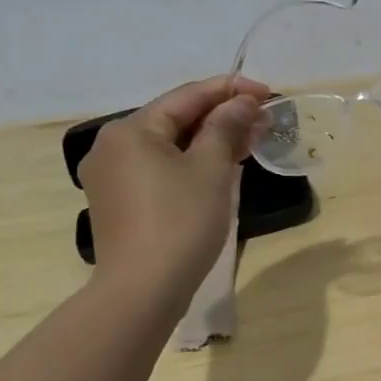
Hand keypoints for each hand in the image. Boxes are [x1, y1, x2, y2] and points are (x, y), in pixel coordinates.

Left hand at [78, 76, 269, 300]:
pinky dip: (193, 161)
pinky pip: (161, 167)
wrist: (143, 290)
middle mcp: (113, 146)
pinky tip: (223, 164)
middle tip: (264, 119)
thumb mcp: (211, 167)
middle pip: (176, 118)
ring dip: (211, 138)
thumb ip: (226, 126)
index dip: (230, 90)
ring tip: (251, 139)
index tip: (267, 93)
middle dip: (222, 115)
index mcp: (131, 130)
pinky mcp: (121, 201)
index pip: (187, 96)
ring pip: (171, 144)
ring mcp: (113, 176)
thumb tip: (242, 102)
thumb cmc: (180, 220)